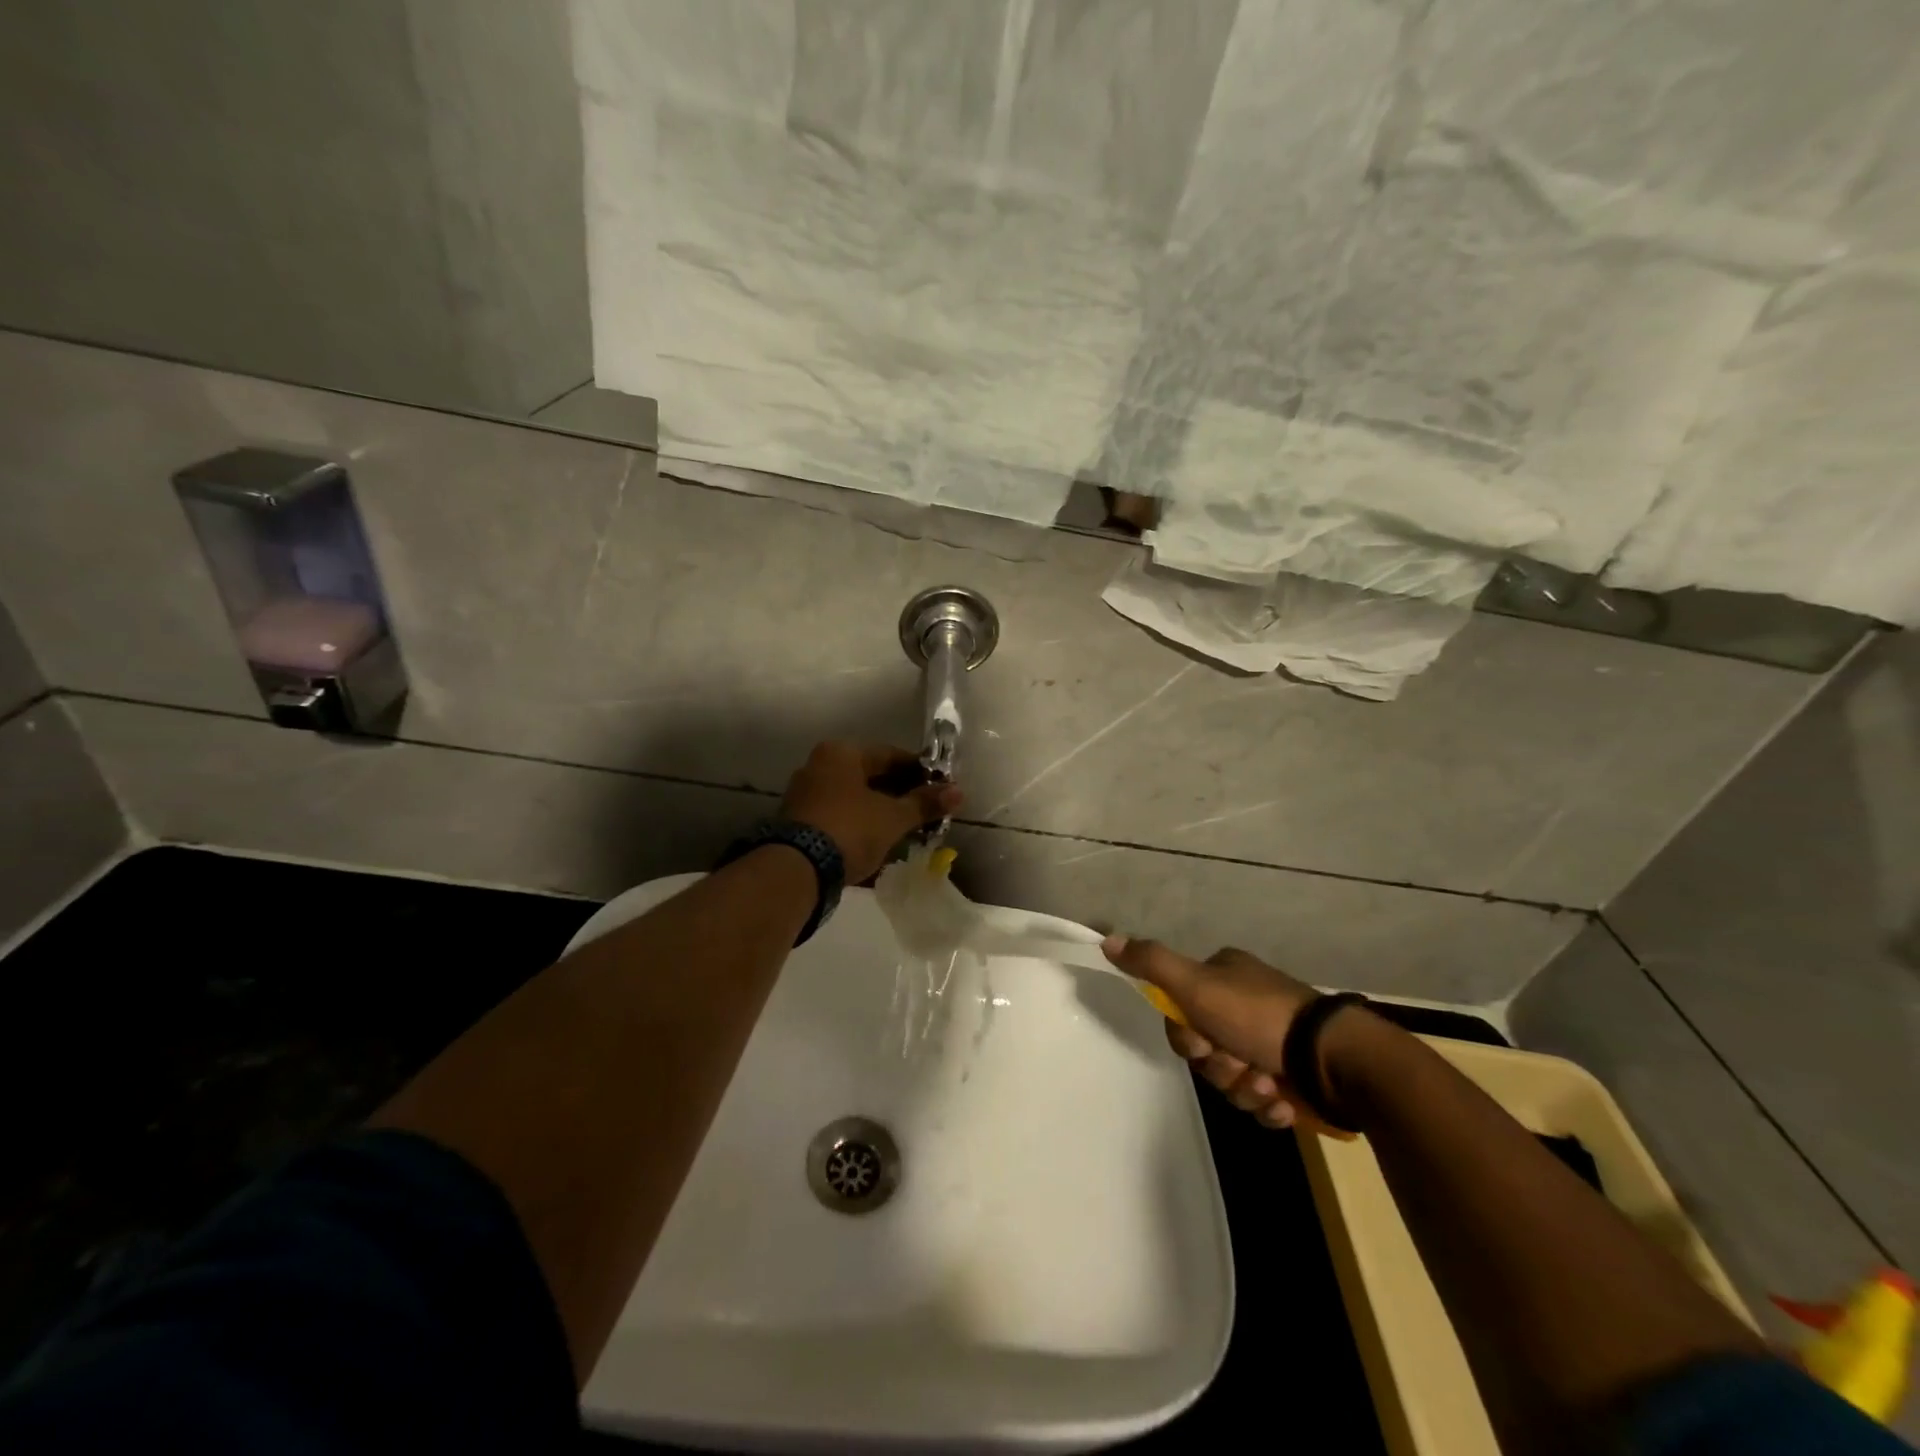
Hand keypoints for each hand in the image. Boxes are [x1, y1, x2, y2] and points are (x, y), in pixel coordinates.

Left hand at [781, 741, 959, 884]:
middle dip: (900, 793)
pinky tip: (878, 840)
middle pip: (870, 775)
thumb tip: (958, 792)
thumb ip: (924, 803)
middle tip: (925, 810)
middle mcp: (819, 765)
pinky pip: (839, 815)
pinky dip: (860, 823)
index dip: (919, 772)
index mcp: (842, 753)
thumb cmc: (851, 829)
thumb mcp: (893, 817)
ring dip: (880, 810)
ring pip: (854, 797)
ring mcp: (805, 794)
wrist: (798, 869)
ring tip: (906, 828)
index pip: (890, 755)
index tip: (940, 787)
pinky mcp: (798, 821)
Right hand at [1101, 937, 1330, 1130]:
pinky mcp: (1296, 1077)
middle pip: (1206, 1048)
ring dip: (1244, 1089)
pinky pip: (1262, 1099)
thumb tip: (1107, 939)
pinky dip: (1268, 1105)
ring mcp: (1274, 1041)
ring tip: (1267, 1087)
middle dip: (1218, 1066)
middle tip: (1237, 1065)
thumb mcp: (1196, 985)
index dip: (1185, 1035)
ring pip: (1232, 1077)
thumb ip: (1152, 963)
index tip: (1201, 1042)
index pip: (1181, 1009)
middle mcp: (1247, 1003)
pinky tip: (1282, 1102)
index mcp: (1225, 975)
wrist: (1335, 1060)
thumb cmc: (1258, 1016)